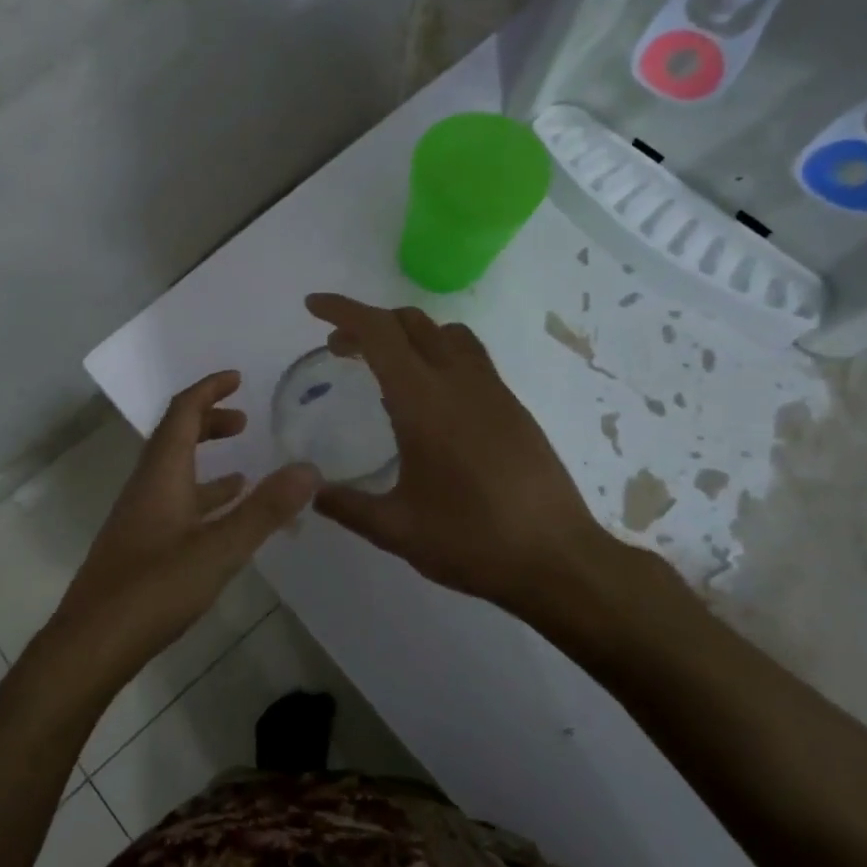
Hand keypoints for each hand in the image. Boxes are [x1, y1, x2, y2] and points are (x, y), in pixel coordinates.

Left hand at [45, 371, 319, 685]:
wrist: (93, 642)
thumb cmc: (154, 588)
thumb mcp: (219, 549)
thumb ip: (265, 510)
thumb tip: (308, 468)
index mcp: (161, 474)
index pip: (182, 413)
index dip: (208, 390)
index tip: (236, 377)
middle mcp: (147, 486)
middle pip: (175, 437)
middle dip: (209, 421)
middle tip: (244, 421)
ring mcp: (141, 517)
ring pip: (176, 473)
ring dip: (207, 461)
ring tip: (245, 469)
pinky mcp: (141, 545)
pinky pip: (176, 504)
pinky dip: (203, 497)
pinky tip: (223, 519)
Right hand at [305, 294, 668, 643]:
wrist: (557, 559)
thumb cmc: (471, 541)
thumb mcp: (395, 529)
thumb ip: (346, 505)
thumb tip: (310, 490)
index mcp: (424, 402)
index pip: (378, 332)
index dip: (342, 311)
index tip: (312, 306)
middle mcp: (459, 382)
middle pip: (410, 322)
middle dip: (368, 323)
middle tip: (339, 349)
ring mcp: (492, 391)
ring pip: (445, 332)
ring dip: (407, 333)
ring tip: (384, 365)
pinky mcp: (512, 406)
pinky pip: (468, 356)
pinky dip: (436, 353)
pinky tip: (427, 399)